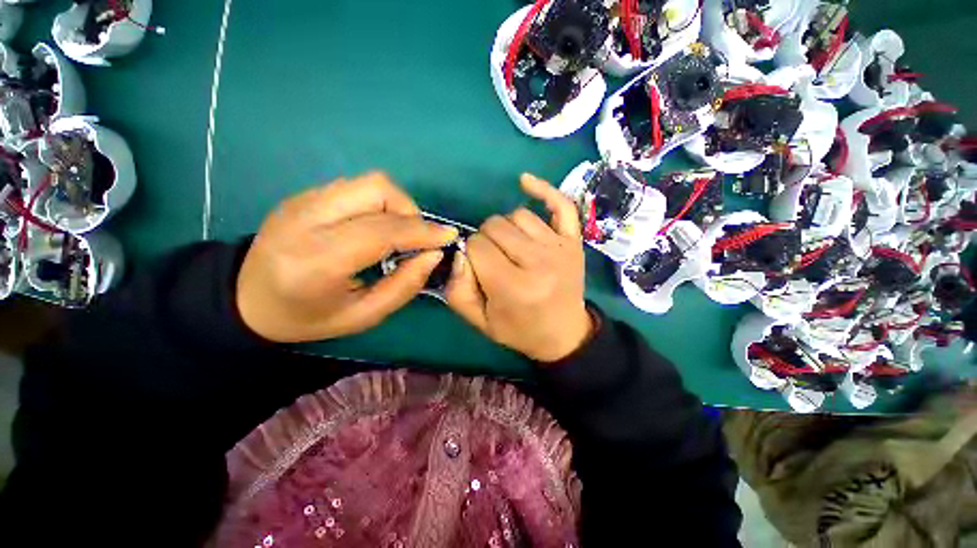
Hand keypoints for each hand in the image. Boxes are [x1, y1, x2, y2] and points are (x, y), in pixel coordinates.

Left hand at [237, 172, 457, 342]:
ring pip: (369, 182)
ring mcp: (302, 201)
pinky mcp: (304, 194)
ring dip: (397, 205)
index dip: (422, 231)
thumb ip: (404, 286)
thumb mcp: (363, 316)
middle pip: (377, 189)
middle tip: (417, 238)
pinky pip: (356, 187)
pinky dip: (379, 203)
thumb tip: (434, 254)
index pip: (382, 231)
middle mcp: (306, 220)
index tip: (448, 236)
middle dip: (411, 212)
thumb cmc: (308, 317)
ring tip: (398, 232)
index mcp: (317, 261)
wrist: (247, 298)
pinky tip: (375, 226)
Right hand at [446, 173, 593, 361]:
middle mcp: (539, 262)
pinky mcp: (574, 240)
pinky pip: (561, 204)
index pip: (477, 246)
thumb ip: (458, 290)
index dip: (471, 254)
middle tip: (493, 259)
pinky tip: (524, 182)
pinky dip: (543, 190)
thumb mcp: (480, 321)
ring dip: (506, 228)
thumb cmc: (520, 329)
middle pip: (495, 226)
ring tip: (510, 247)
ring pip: (517, 215)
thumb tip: (459, 253)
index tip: (478, 268)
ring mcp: (560, 247)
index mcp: (514, 286)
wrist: (563, 334)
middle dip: (486, 240)